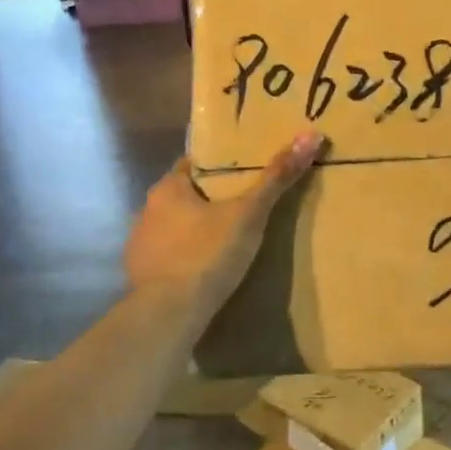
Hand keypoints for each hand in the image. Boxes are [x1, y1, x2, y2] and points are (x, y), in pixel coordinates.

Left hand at [125, 131, 323, 315]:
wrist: (169, 314)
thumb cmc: (208, 254)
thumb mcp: (249, 214)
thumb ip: (277, 177)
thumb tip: (311, 135)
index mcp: (168, 188)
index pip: (194, 165)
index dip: (219, 168)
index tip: (242, 174)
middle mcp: (147, 210)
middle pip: (183, 197)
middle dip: (208, 202)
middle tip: (242, 209)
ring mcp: (139, 245)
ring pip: (173, 228)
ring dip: (194, 232)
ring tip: (225, 243)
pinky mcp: (139, 276)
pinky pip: (166, 259)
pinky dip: (183, 260)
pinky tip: (203, 272)